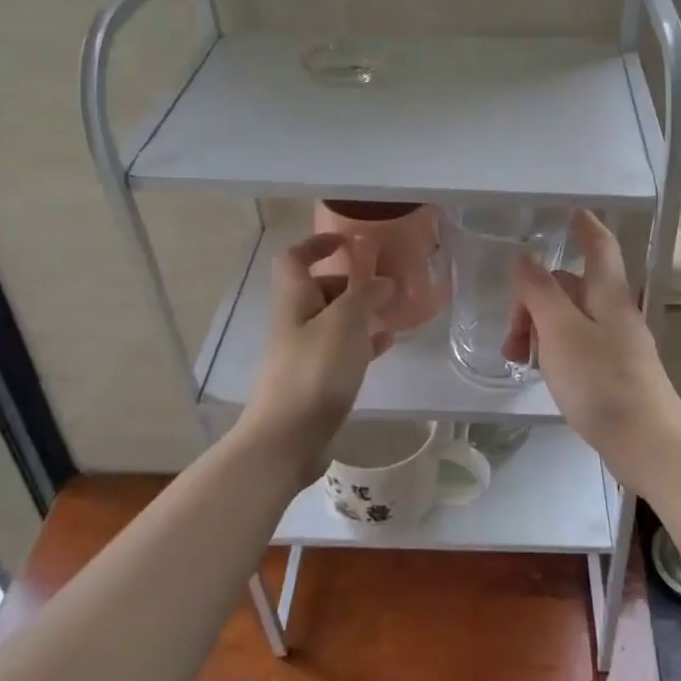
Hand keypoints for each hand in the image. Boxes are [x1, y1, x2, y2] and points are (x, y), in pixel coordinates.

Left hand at [241, 233, 394, 478]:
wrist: (287, 439)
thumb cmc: (315, 371)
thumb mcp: (345, 322)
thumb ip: (366, 295)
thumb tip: (383, 282)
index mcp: (295, 300)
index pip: (295, 258)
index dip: (318, 243)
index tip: (349, 241)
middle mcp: (295, 322)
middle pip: (319, 289)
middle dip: (351, 282)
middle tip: (385, 285)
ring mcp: (304, 354)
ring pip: (334, 321)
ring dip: (360, 313)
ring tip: (393, 313)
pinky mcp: (316, 382)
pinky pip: (342, 352)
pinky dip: (363, 344)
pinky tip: (386, 346)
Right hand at [503, 210, 680, 488]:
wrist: (647, 443)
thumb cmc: (601, 381)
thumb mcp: (561, 332)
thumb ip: (540, 292)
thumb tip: (523, 258)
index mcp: (608, 295)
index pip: (599, 245)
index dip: (585, 225)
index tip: (569, 210)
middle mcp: (615, 313)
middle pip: (572, 286)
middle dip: (535, 298)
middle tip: (510, 332)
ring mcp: (616, 344)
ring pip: (570, 318)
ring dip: (539, 327)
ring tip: (516, 357)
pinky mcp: (613, 372)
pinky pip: (576, 345)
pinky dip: (552, 349)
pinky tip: (538, 371)